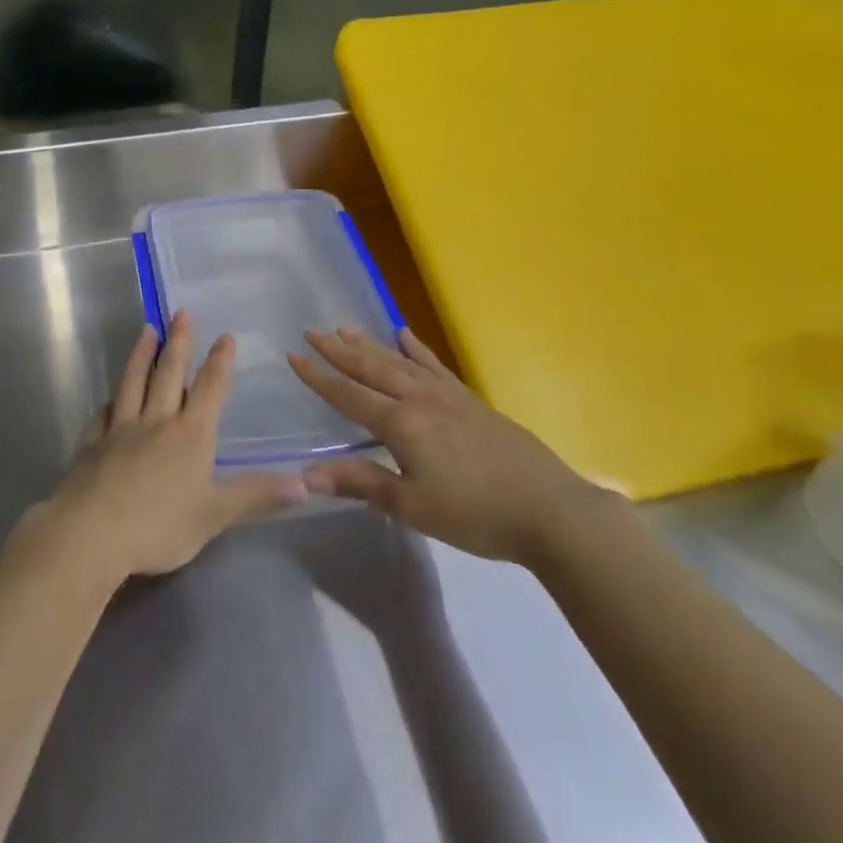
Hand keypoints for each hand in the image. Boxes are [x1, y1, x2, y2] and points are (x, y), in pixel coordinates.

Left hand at [29, 314, 307, 582]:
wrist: (91, 533)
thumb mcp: (214, 515)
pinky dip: (110, 400)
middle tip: (181, 313)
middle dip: (179, 343)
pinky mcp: (92, 443)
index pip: (209, 390)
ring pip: (134, 382)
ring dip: (142, 355)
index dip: (219, 363)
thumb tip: (304, 484)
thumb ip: (255, 496)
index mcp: (190, 435)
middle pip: (169, 374)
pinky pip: (103, 413)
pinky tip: (110, 397)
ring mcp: (120, 429)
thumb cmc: (159, 526)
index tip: (225, 336)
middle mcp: (156, 422)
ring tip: (147, 330)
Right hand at [287, 326, 607, 566]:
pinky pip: (434, 366)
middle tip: (312, 330)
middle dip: (339, 351)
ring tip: (346, 328)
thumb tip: (307, 474)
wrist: (549, 510)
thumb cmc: (476, 514)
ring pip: (399, 362)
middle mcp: (419, 399)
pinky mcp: (470, 400)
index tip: (293, 355)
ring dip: (370, 345)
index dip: (319, 377)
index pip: (348, 395)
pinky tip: (405, 335)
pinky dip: (417, 349)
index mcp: (401, 424)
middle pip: (371, 369)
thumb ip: (361, 484)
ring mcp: (447, 396)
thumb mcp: (413, 507)